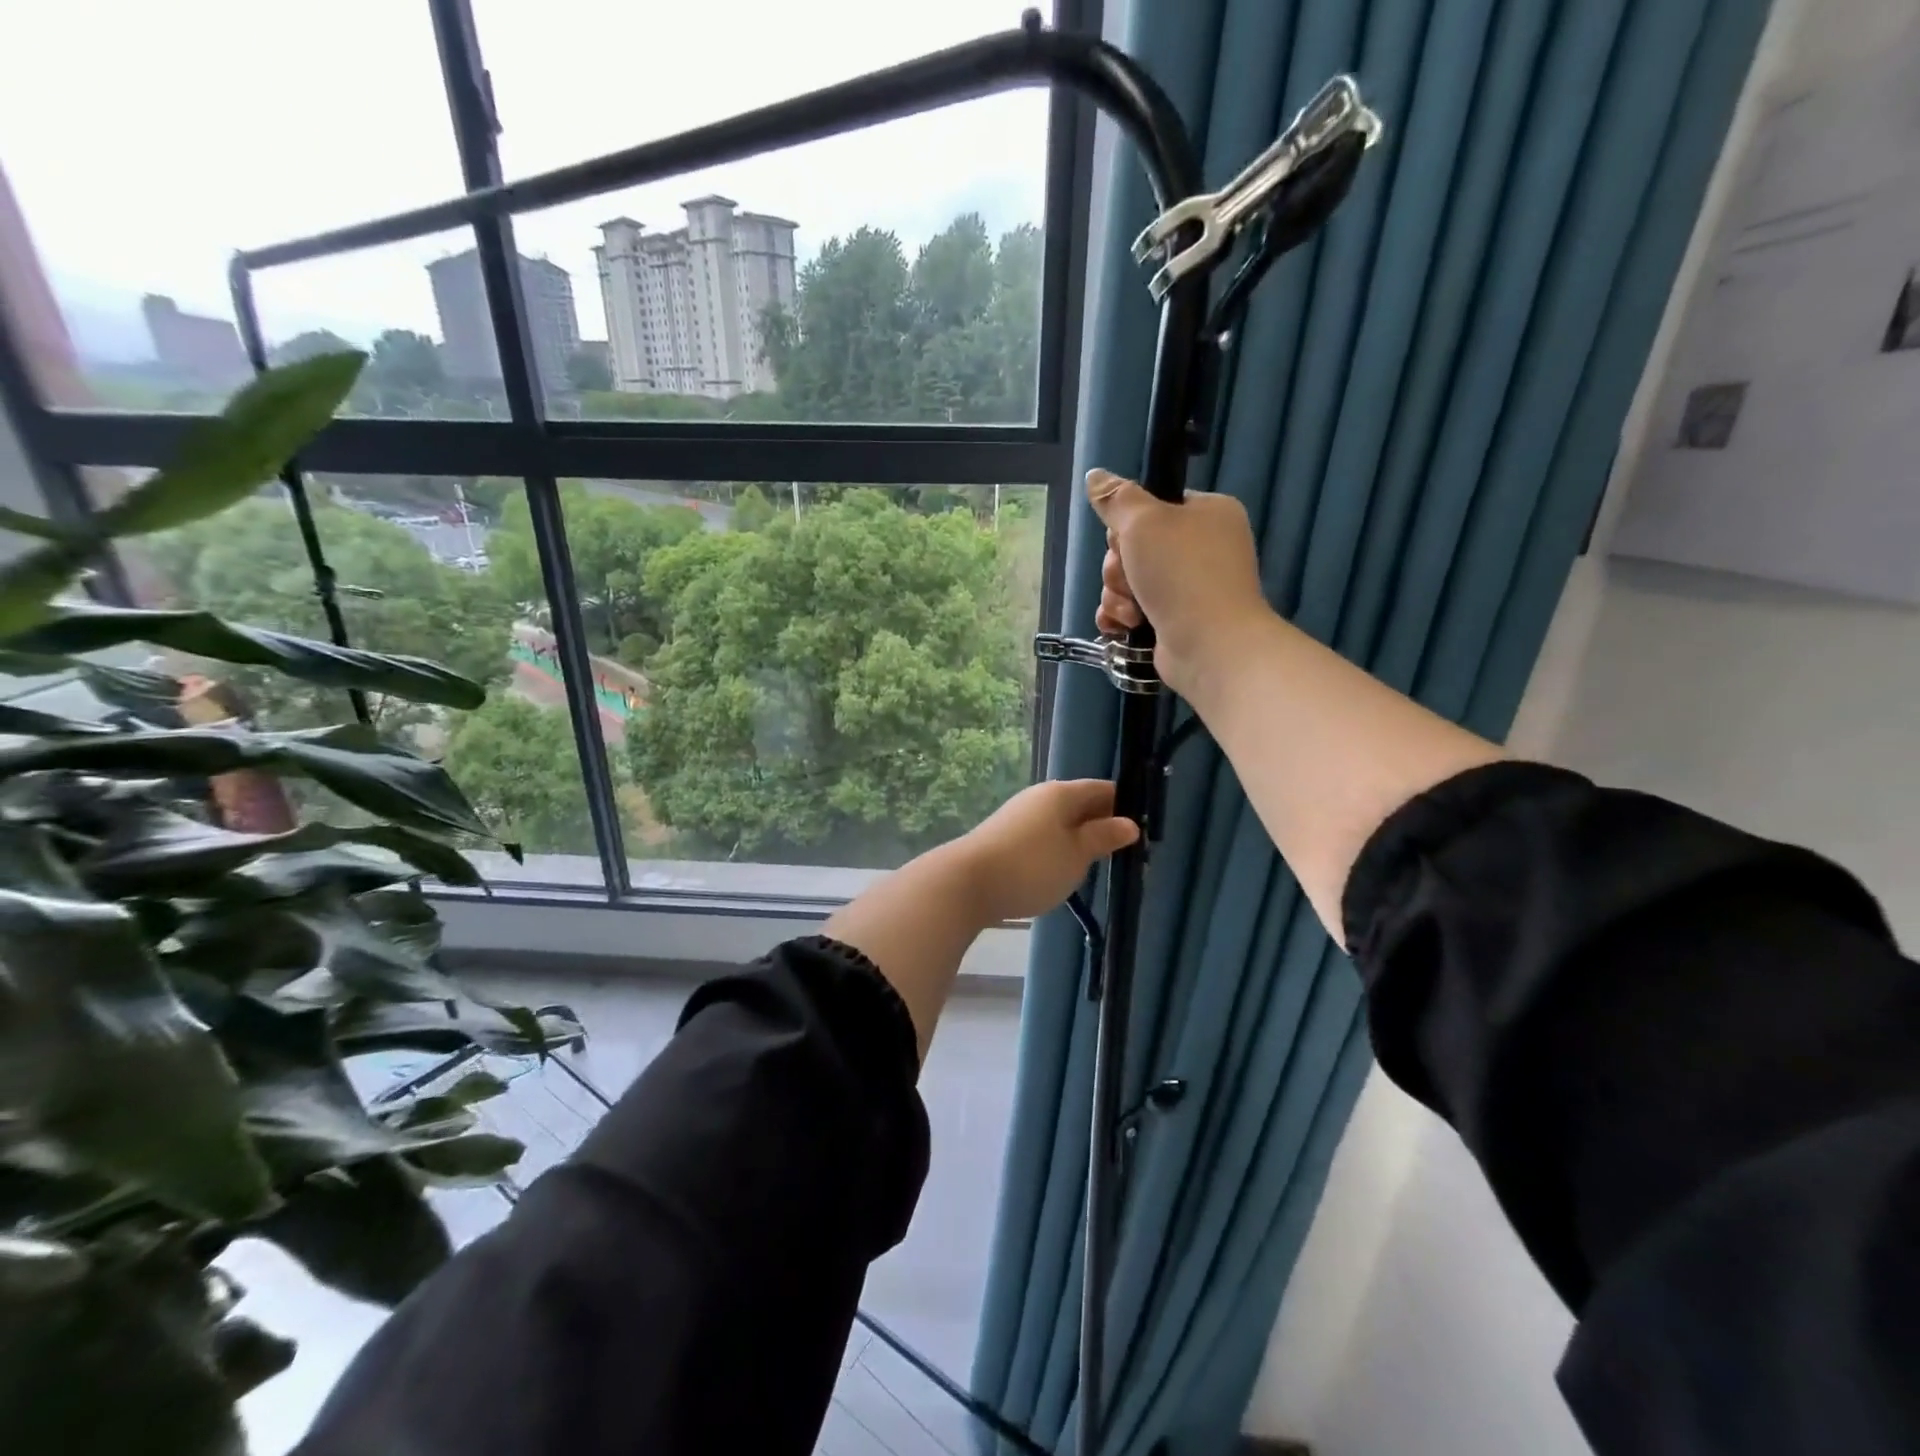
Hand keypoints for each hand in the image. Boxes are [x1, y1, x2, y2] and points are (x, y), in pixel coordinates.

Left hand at [956, 779, 1138, 923]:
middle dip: (1101, 825)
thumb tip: (1130, 823)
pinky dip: (1057, 849)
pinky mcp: (1004, 837)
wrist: (966, 884)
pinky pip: (1042, 836)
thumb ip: (1103, 837)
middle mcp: (1039, 797)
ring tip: (1094, 866)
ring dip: (1078, 839)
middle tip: (1122, 854)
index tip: (1140, 832)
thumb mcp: (1076, 855)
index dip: (1124, 807)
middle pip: (1080, 804)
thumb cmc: (1031, 866)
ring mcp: (1019, 816)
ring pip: (1060, 822)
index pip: (1103, 790)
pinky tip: (1060, 871)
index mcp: (1061, 793)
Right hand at [1088, 468, 1270, 700]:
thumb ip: (1116, 498)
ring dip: (1118, 594)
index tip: (1127, 538)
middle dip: (1119, 566)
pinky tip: (1122, 627)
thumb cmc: (1182, 573)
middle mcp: (1201, 548)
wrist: (1211, 645)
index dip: (1128, 524)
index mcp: (1207, 514)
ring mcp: (1188, 587)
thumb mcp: (1144, 522)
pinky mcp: (1173, 620)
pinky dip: (1121, 617)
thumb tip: (1094, 476)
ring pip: (1127, 580)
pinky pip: (1131, 609)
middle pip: (1133, 546)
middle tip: (1130, 577)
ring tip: (1133, 610)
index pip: (1152, 507)